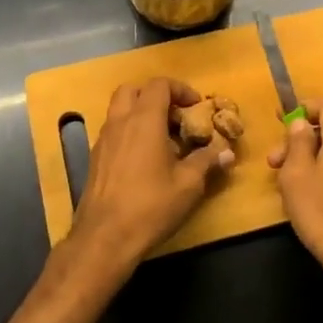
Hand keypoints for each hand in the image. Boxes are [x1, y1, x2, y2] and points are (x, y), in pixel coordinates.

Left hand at [66, 78, 232, 277]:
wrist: (104, 237)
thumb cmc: (150, 206)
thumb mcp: (188, 185)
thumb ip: (207, 161)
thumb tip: (226, 152)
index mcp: (144, 120)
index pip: (159, 85)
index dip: (180, 89)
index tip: (195, 106)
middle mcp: (120, 122)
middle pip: (133, 90)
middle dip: (156, 96)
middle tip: (175, 117)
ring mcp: (103, 140)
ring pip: (119, 110)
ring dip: (140, 113)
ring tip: (162, 138)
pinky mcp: (95, 159)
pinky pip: (113, 131)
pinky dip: (129, 132)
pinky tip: (144, 159)